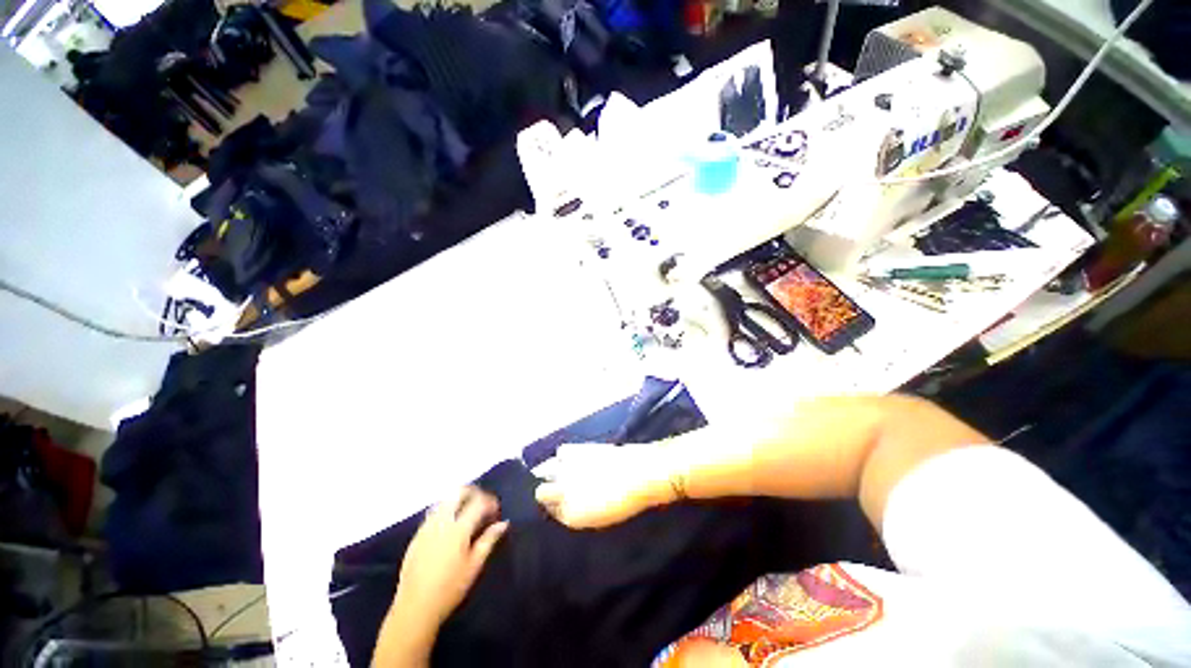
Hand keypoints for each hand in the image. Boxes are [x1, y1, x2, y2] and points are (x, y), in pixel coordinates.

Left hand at [391, 488, 508, 627]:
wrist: (414, 608)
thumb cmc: (450, 589)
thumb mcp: (474, 566)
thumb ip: (489, 540)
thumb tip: (503, 523)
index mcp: (458, 529)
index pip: (478, 502)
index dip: (490, 501)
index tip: (496, 511)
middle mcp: (442, 522)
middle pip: (458, 493)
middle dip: (473, 493)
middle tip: (483, 503)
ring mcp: (427, 527)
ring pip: (444, 500)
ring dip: (459, 499)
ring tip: (468, 511)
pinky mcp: (417, 535)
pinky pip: (434, 512)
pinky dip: (446, 510)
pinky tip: (450, 524)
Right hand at [534, 443, 675, 528]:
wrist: (640, 474)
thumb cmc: (626, 501)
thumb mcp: (600, 518)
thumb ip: (578, 513)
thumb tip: (566, 505)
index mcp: (571, 517)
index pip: (551, 513)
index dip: (556, 506)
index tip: (562, 501)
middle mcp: (563, 494)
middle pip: (541, 493)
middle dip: (548, 490)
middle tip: (561, 486)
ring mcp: (566, 471)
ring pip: (545, 470)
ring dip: (555, 470)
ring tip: (569, 469)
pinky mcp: (574, 451)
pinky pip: (561, 452)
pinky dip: (566, 454)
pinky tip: (576, 455)